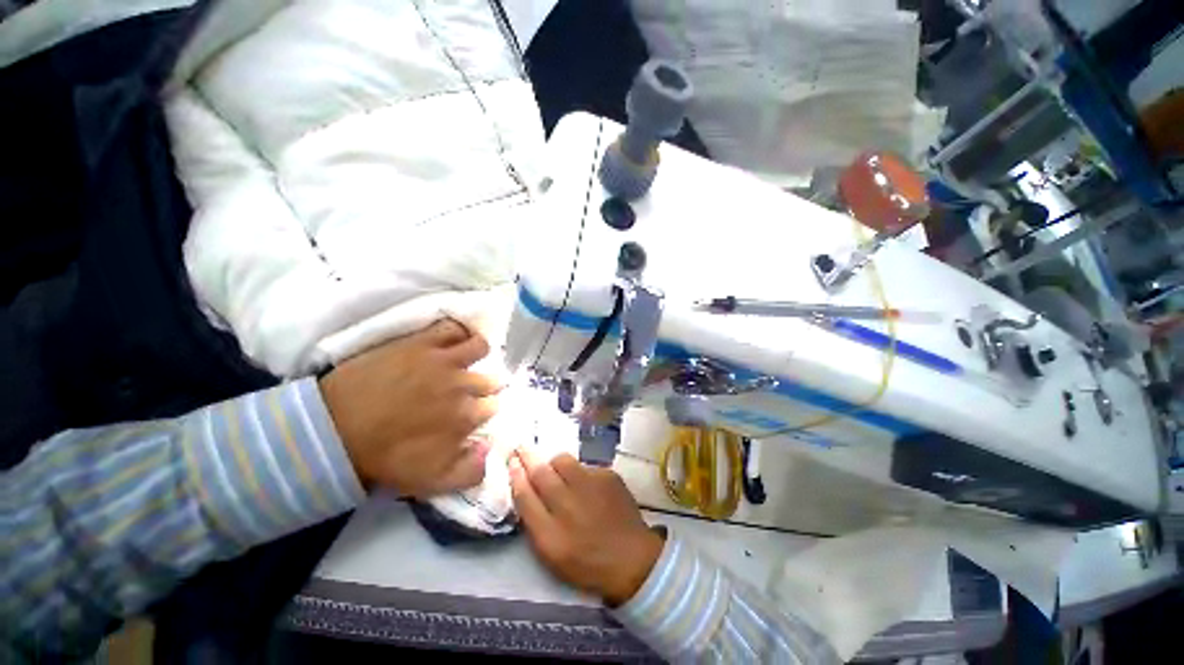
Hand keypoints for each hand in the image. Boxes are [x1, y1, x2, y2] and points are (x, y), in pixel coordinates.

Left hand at [319, 320, 502, 496]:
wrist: (334, 431)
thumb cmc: (384, 457)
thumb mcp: (431, 481)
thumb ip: (471, 472)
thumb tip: (491, 448)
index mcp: (467, 416)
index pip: (494, 407)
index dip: (484, 410)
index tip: (471, 414)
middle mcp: (464, 384)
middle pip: (491, 380)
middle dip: (483, 387)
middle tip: (464, 392)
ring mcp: (444, 360)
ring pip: (480, 347)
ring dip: (478, 355)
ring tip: (463, 362)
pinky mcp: (422, 343)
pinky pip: (453, 327)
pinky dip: (458, 332)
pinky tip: (452, 340)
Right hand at [509, 448, 663, 606]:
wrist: (632, 558)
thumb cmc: (587, 562)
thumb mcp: (552, 553)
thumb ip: (534, 521)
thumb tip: (523, 488)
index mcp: (550, 533)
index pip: (525, 495)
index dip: (516, 475)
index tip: (511, 461)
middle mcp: (568, 504)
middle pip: (541, 471)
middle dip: (528, 457)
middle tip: (522, 448)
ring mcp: (591, 485)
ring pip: (562, 461)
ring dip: (554, 464)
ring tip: (557, 472)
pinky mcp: (608, 475)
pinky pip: (584, 465)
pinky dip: (579, 472)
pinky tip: (585, 485)